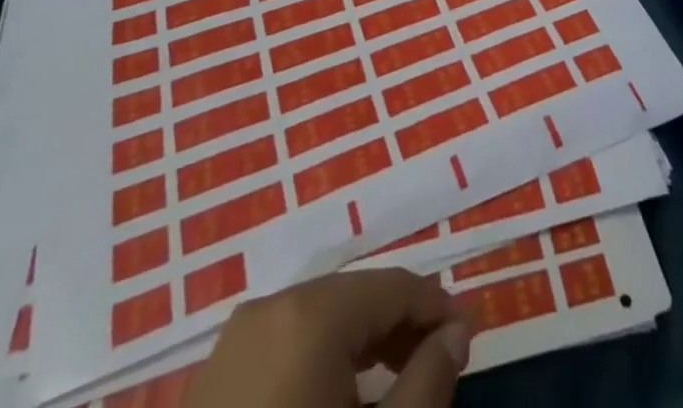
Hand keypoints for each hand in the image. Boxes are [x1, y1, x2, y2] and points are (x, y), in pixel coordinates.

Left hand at [184, 268, 471, 407]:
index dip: (437, 307)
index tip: (470, 334)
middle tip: (440, 362)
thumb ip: (427, 383)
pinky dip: (322, 359)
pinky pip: (285, 344)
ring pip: (320, 320)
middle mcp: (272, 306)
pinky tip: (340, 397)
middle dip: (401, 327)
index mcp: (311, 313)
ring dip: (364, 343)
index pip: (393, 287)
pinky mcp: (212, 376)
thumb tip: (457, 333)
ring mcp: (235, 339)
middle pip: (355, 298)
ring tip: (398, 380)